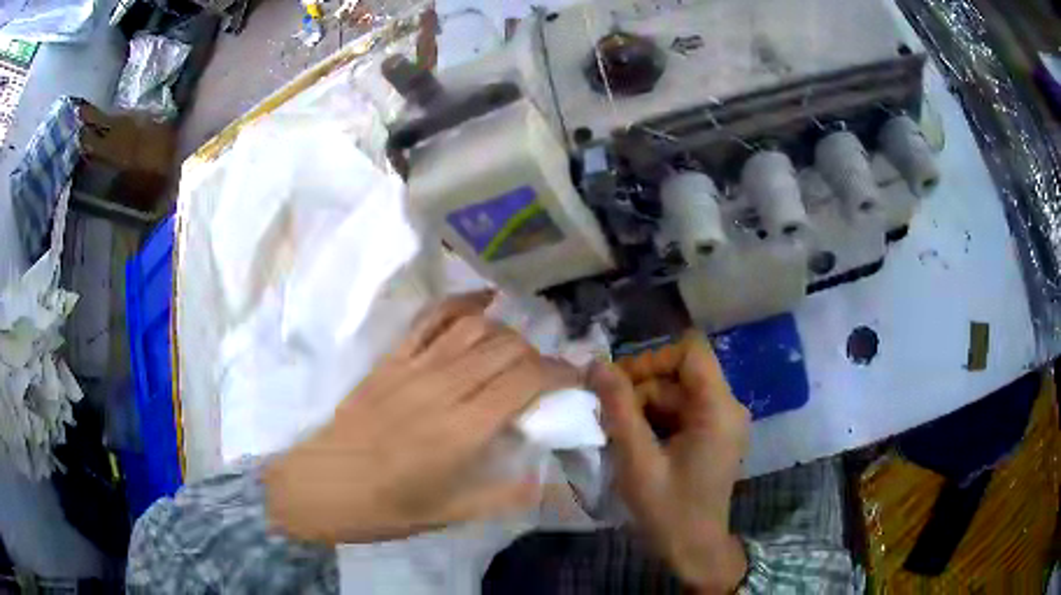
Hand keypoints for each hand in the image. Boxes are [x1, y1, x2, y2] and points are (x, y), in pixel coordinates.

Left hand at [264, 291, 577, 543]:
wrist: (319, 486)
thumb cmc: (384, 508)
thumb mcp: (450, 515)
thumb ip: (503, 495)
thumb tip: (545, 477)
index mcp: (462, 430)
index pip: (525, 381)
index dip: (559, 373)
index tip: (575, 379)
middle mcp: (442, 388)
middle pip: (506, 348)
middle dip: (538, 355)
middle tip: (547, 374)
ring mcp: (412, 368)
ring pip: (474, 328)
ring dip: (506, 332)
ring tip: (518, 349)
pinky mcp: (389, 360)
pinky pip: (430, 319)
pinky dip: (460, 304)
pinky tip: (481, 301)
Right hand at [588, 334, 750, 592]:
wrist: (693, 550)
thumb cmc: (668, 510)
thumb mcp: (637, 460)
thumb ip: (618, 409)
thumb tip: (597, 365)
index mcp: (719, 409)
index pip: (690, 351)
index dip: (653, 359)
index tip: (621, 386)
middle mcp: (727, 407)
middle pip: (679, 374)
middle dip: (641, 390)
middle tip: (608, 418)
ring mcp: (721, 422)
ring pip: (676, 393)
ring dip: (643, 408)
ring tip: (617, 436)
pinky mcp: (712, 436)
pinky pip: (680, 412)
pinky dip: (654, 421)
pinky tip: (635, 445)